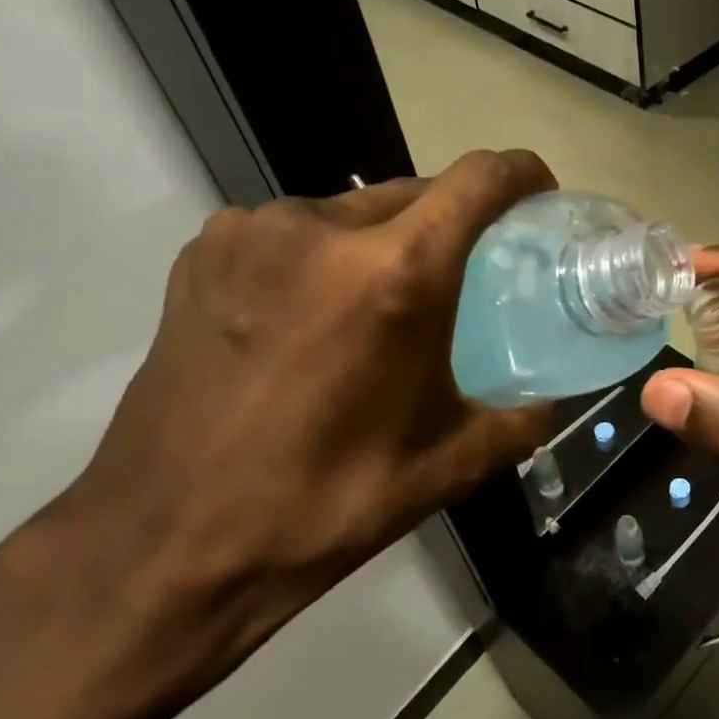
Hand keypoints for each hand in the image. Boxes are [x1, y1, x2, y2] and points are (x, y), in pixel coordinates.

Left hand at [21, 150, 556, 698]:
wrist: (167, 543)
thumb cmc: (323, 504)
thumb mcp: (446, 466)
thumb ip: (519, 420)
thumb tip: (551, 399)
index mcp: (393, 276)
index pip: (477, 180)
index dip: (519, 174)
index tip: (538, 193)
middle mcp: (321, 229)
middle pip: (416, 191)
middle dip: (451, 221)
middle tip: (463, 274)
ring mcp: (252, 233)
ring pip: (351, 211)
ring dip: (383, 241)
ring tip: (380, 305)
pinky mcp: (204, 252)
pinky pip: (292, 231)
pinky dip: (322, 255)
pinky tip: (311, 315)